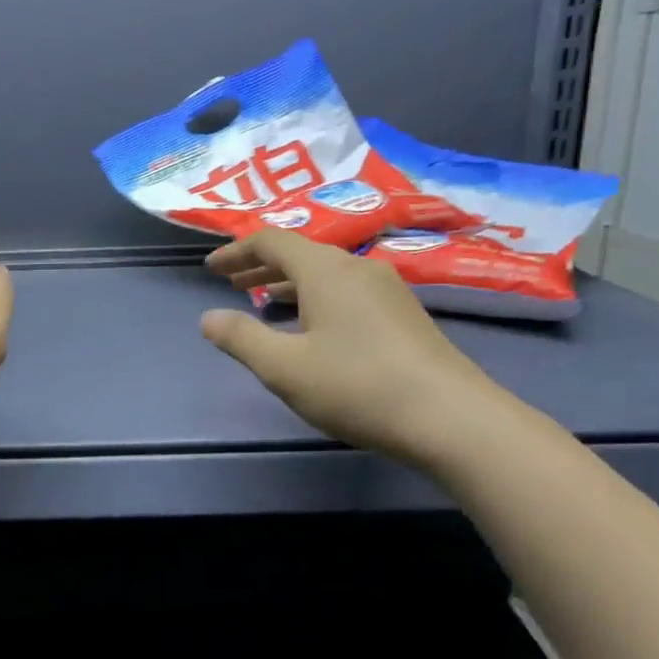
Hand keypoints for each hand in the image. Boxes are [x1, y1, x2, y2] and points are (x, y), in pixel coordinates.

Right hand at [200, 230, 507, 467]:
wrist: (450, 417)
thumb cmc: (357, 386)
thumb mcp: (285, 367)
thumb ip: (241, 338)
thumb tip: (208, 318)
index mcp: (325, 270)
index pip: (271, 241)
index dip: (236, 251)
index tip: (211, 268)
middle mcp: (357, 267)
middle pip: (300, 253)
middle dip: (260, 266)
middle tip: (231, 284)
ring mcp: (386, 289)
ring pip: (325, 273)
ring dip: (289, 283)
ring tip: (262, 302)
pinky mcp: (402, 314)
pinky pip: (346, 291)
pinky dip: (315, 298)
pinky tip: (311, 327)